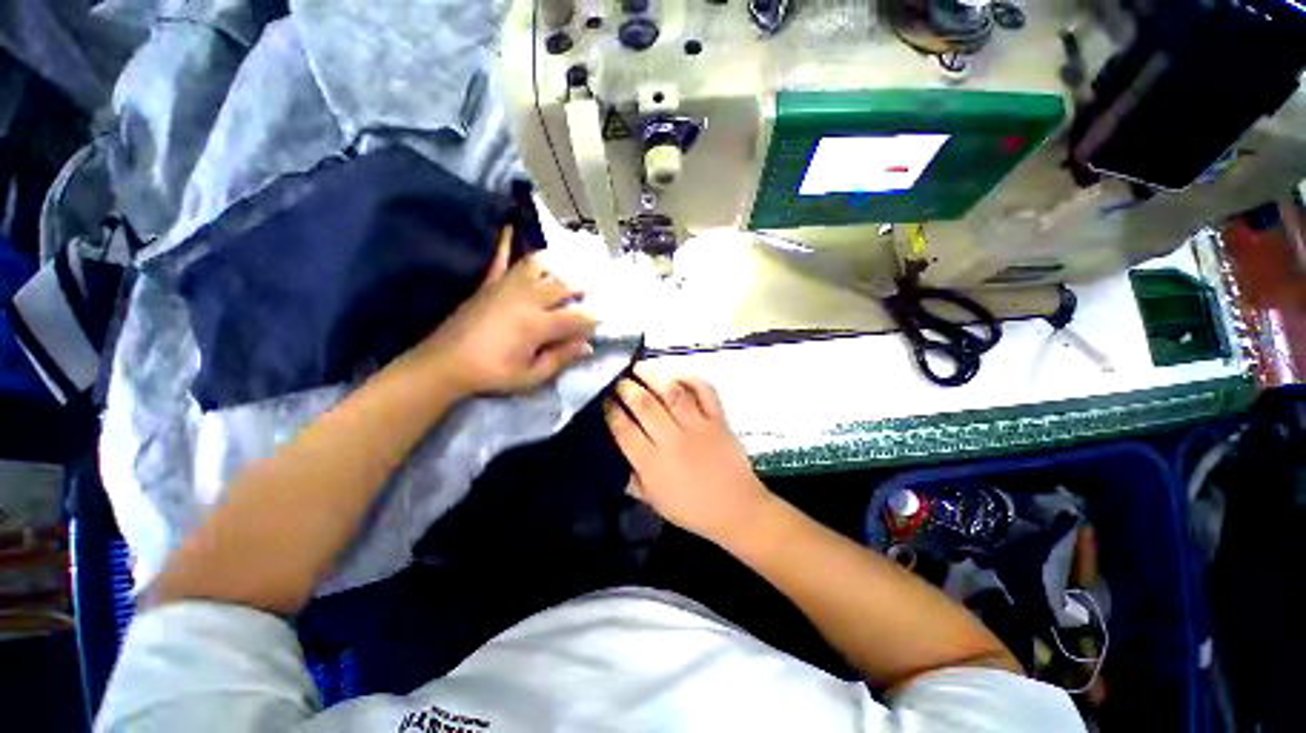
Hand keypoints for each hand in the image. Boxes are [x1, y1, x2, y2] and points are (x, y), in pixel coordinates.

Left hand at [412, 227, 597, 395]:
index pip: (577, 318)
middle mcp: (526, 300)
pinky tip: (509, 226)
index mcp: (538, 325)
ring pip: (536, 265)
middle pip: (563, 286)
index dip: (594, 318)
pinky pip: (499, 259)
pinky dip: (505, 243)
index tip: (605, 317)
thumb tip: (588, 347)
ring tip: (566, 259)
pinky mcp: (488, 285)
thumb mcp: (531, 376)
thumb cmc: (492, 374)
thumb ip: (561, 359)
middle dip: (585, 284)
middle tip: (600, 279)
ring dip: (555, 262)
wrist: (444, 364)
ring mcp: (506, 288)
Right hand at [605, 366, 774, 545]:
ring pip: (672, 393)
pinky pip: (705, 392)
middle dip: (628, 388)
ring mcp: (698, 427)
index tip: (605, 399)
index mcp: (652, 464)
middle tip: (620, 380)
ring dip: (653, 376)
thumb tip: (614, 458)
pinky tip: (676, 374)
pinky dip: (691, 379)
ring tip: (640, 368)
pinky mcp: (719, 419)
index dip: (611, 411)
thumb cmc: (692, 509)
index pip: (624, 430)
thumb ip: (632, 479)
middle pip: (645, 406)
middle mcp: (672, 440)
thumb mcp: (654, 502)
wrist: (737, 509)